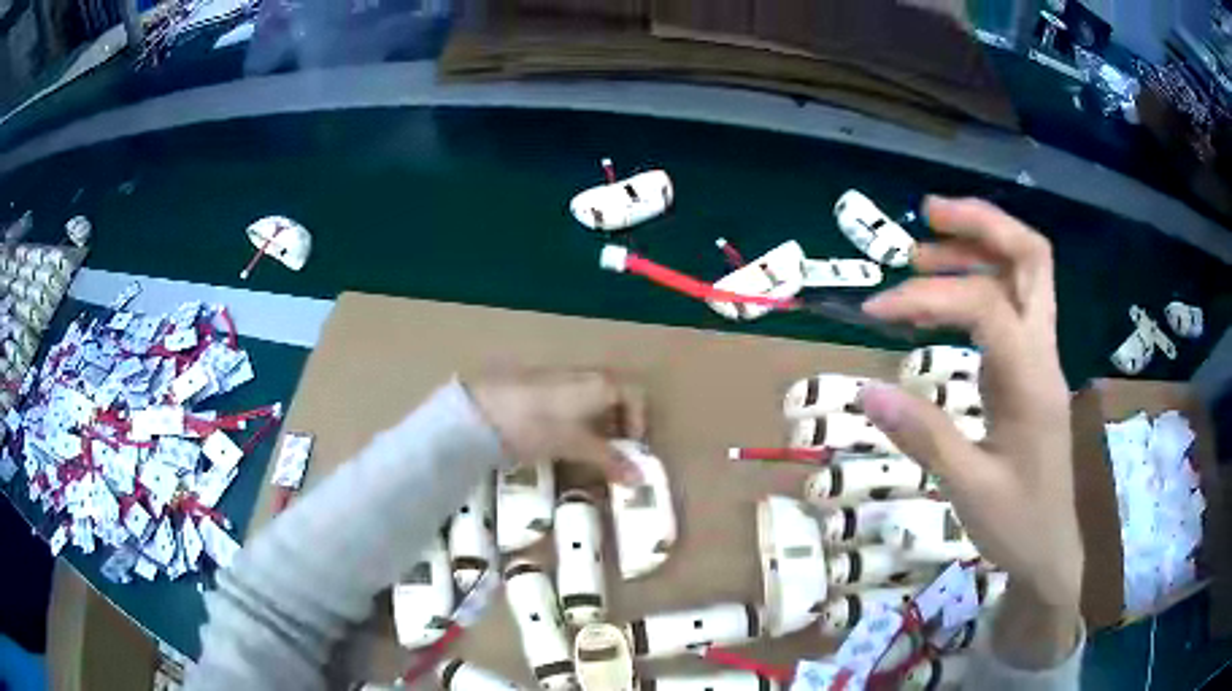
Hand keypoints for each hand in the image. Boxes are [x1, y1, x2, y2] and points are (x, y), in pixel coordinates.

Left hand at [466, 369, 645, 482]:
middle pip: (613, 396)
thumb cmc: (538, 424)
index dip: (639, 422)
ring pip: (589, 400)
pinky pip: (567, 403)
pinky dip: (573, 422)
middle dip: (617, 426)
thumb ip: (609, 459)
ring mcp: (558, 380)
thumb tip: (640, 478)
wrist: (482, 411)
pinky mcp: (536, 389)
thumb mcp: (576, 445)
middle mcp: (584, 375)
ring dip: (595, 426)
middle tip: (613, 455)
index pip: (635, 395)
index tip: (632, 449)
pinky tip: (559, 442)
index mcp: (600, 383)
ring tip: (586, 453)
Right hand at [857, 197, 1083, 663]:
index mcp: (1033, 380)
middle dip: (982, 223)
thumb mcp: (969, 489)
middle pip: (1031, 257)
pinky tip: (944, 297)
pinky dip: (977, 282)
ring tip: (924, 247)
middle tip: (928, 214)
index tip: (877, 311)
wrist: (1050, 550)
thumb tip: (865, 389)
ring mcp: (1038, 358)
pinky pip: (1010, 305)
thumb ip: (923, 435)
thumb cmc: (1018, 524)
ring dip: (979, 246)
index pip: (986, 306)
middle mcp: (1042, 353)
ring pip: (1023, 274)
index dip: (929, 296)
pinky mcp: (1028, 370)